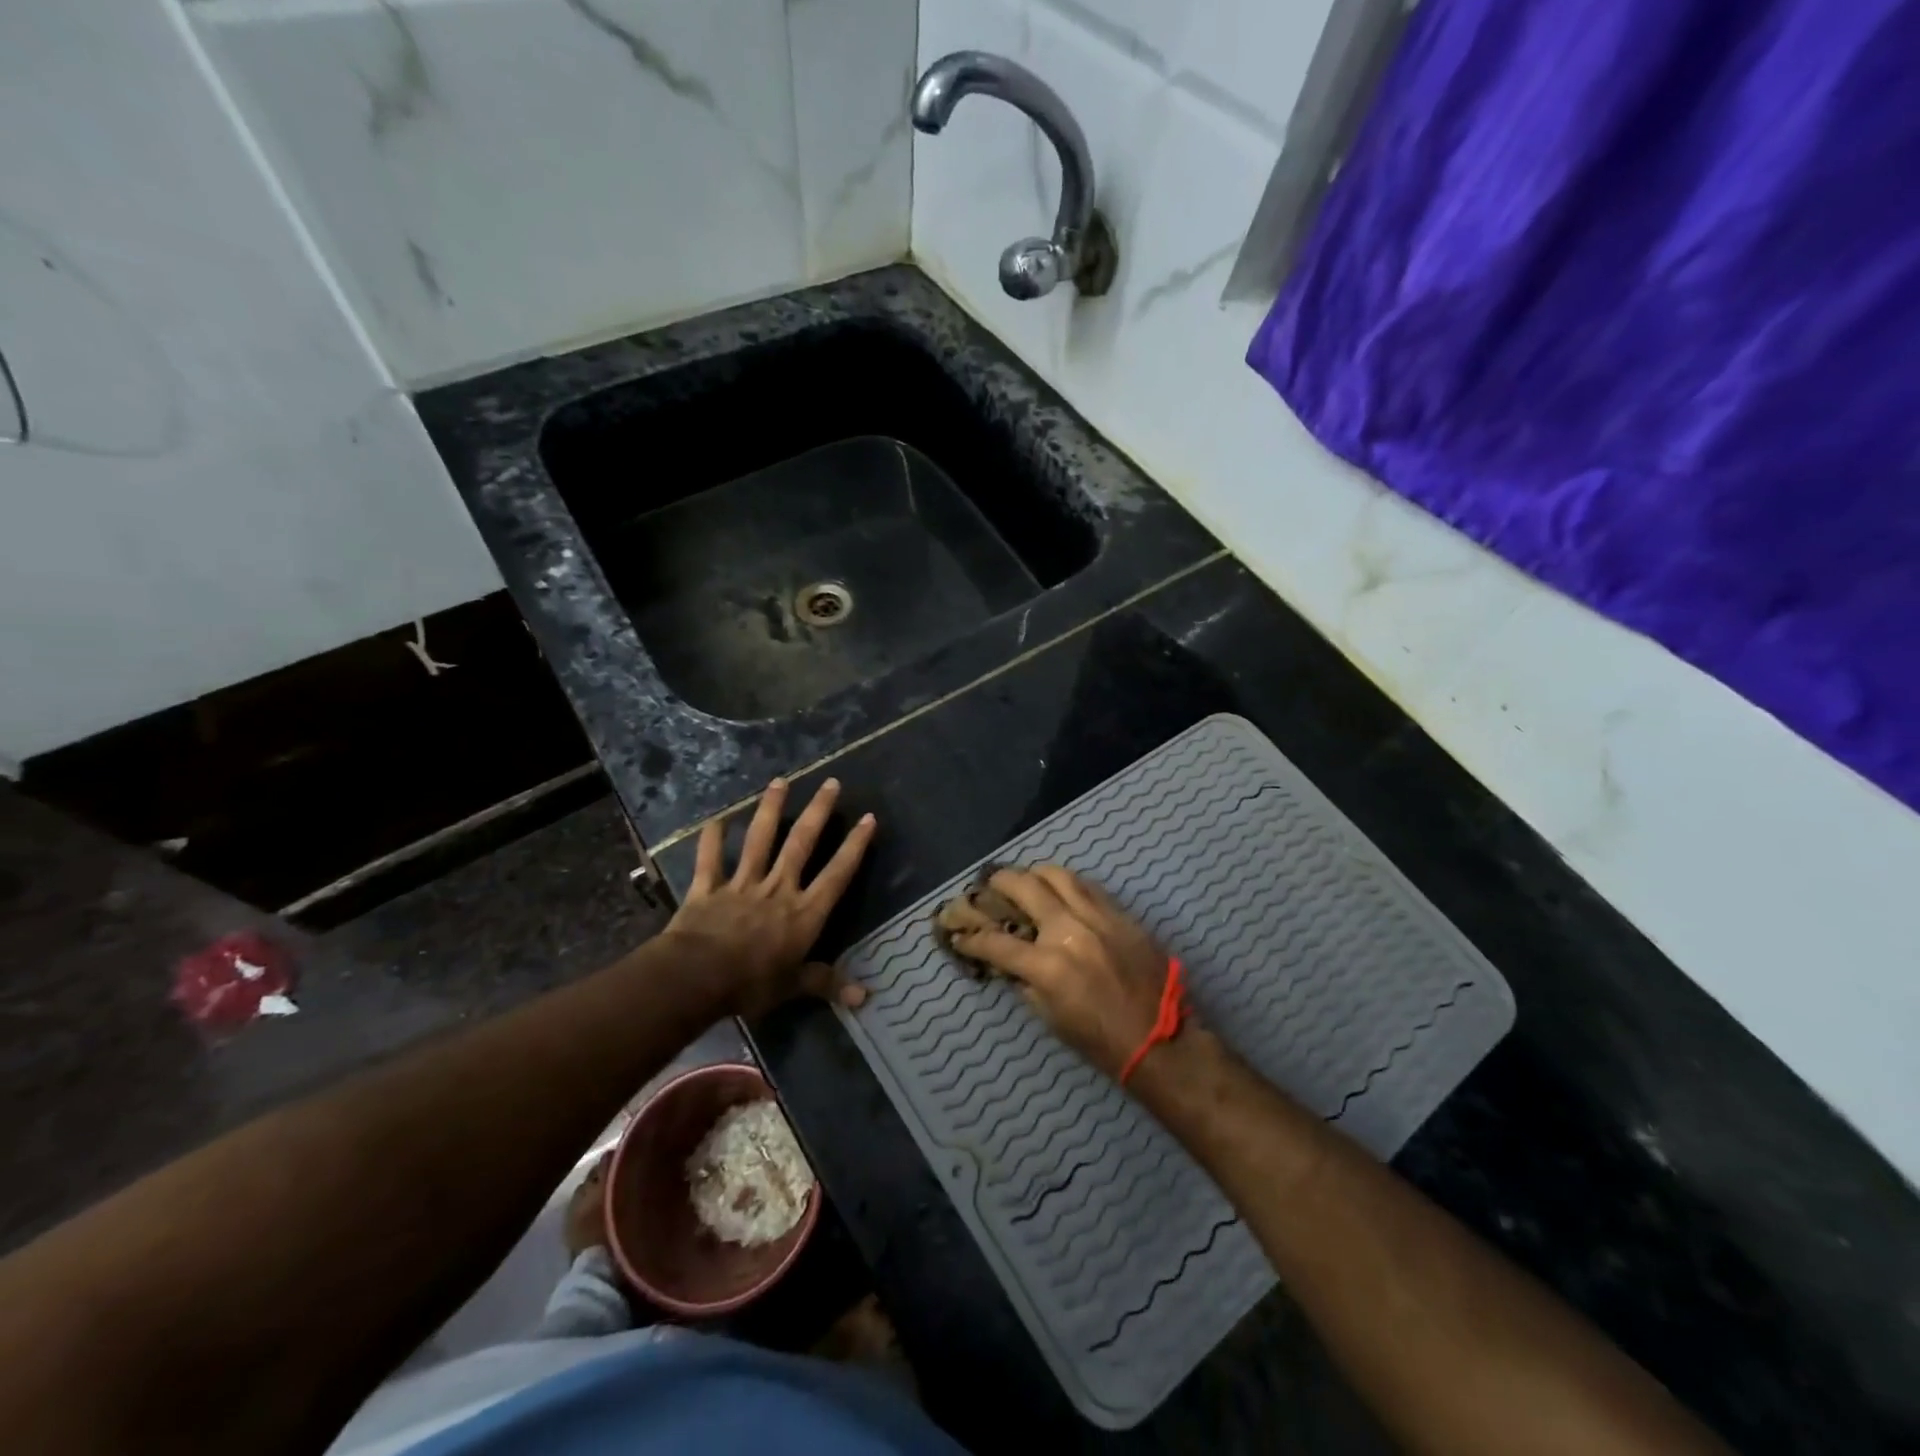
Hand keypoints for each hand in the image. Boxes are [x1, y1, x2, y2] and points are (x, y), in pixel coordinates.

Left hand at [667, 777, 875, 1016]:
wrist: (696, 978)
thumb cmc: (751, 984)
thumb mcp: (793, 987)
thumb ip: (826, 983)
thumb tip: (865, 997)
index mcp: (804, 912)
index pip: (837, 873)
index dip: (854, 846)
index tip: (868, 818)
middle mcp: (778, 888)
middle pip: (801, 843)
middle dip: (818, 812)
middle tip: (831, 783)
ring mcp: (742, 883)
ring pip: (759, 839)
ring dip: (770, 809)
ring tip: (780, 781)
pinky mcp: (708, 887)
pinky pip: (710, 859)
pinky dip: (712, 839)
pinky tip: (716, 819)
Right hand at [945, 866, 1186, 1080]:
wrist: (1161, 1041)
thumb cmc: (1101, 1041)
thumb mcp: (1051, 1018)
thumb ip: (1025, 982)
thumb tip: (1007, 960)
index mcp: (1048, 965)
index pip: (996, 942)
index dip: (971, 938)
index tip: (959, 934)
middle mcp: (1069, 930)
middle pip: (1024, 887)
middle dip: (999, 883)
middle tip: (989, 885)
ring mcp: (1099, 917)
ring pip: (1059, 875)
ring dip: (1034, 873)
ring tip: (1025, 879)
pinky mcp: (1122, 914)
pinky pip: (1089, 886)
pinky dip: (1067, 884)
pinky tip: (1061, 890)